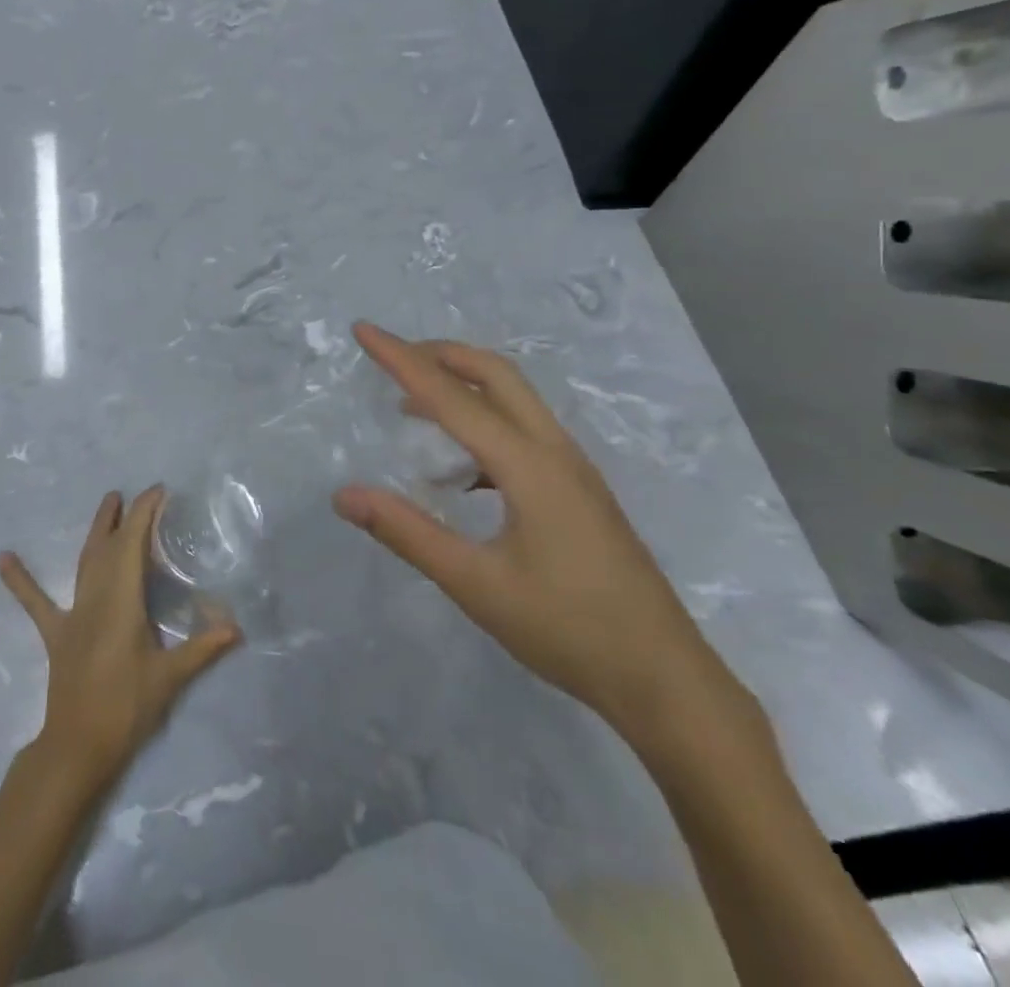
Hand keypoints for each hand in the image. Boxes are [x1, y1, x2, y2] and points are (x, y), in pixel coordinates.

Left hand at [0, 487, 240, 794]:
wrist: (78, 747)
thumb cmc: (126, 708)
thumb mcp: (171, 677)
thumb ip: (204, 648)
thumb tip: (237, 627)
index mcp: (123, 600)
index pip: (134, 544)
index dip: (145, 513)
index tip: (159, 492)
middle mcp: (96, 597)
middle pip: (110, 546)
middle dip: (125, 516)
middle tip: (137, 494)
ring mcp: (73, 614)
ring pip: (85, 562)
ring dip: (97, 531)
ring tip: (107, 502)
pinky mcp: (56, 634)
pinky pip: (36, 603)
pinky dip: (20, 580)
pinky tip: (2, 558)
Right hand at [334, 323, 743, 740]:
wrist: (665, 680)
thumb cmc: (568, 630)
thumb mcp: (475, 584)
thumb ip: (407, 533)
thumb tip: (344, 495)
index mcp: (528, 464)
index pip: (450, 395)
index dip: (401, 358)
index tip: (364, 329)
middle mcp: (554, 450)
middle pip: (495, 374)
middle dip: (440, 354)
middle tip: (392, 358)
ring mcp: (573, 468)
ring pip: (514, 398)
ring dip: (464, 385)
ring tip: (415, 406)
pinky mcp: (579, 489)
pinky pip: (525, 430)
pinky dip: (484, 422)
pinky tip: (462, 469)